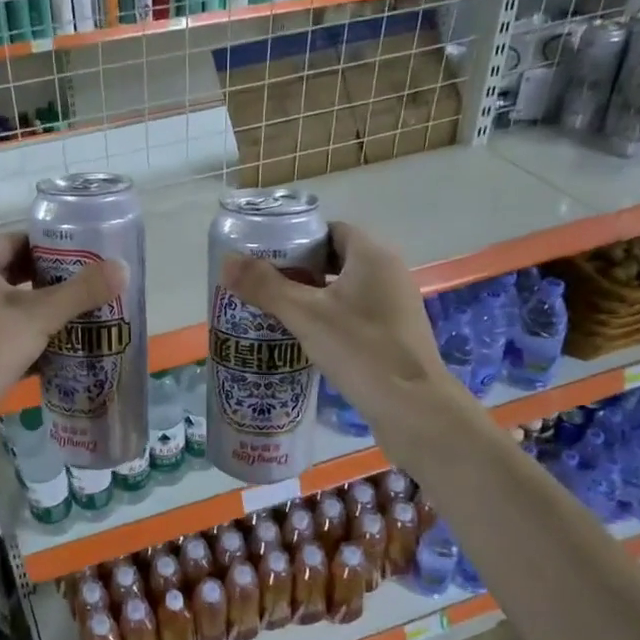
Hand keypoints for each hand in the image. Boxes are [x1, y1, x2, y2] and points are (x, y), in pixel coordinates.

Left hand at [0, 233, 123, 449]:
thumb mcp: (41, 317)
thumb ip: (81, 291)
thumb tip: (123, 268)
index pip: (15, 241)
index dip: (51, 248)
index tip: (84, 260)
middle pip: (10, 273)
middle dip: (48, 283)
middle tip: (86, 289)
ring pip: (4, 306)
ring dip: (37, 312)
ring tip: (76, 318)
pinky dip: (23, 337)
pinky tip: (53, 351)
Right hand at [221, 221, 478, 444]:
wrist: (413, 408)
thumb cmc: (360, 350)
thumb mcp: (306, 315)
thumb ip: (266, 287)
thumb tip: (227, 261)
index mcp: (373, 256)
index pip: (331, 231)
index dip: (298, 239)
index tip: (266, 257)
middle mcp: (389, 273)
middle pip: (337, 259)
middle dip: (300, 270)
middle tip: (264, 286)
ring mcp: (395, 306)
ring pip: (346, 289)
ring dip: (314, 296)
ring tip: (277, 312)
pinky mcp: (394, 334)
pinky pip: (356, 313)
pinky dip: (330, 318)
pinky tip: (307, 339)